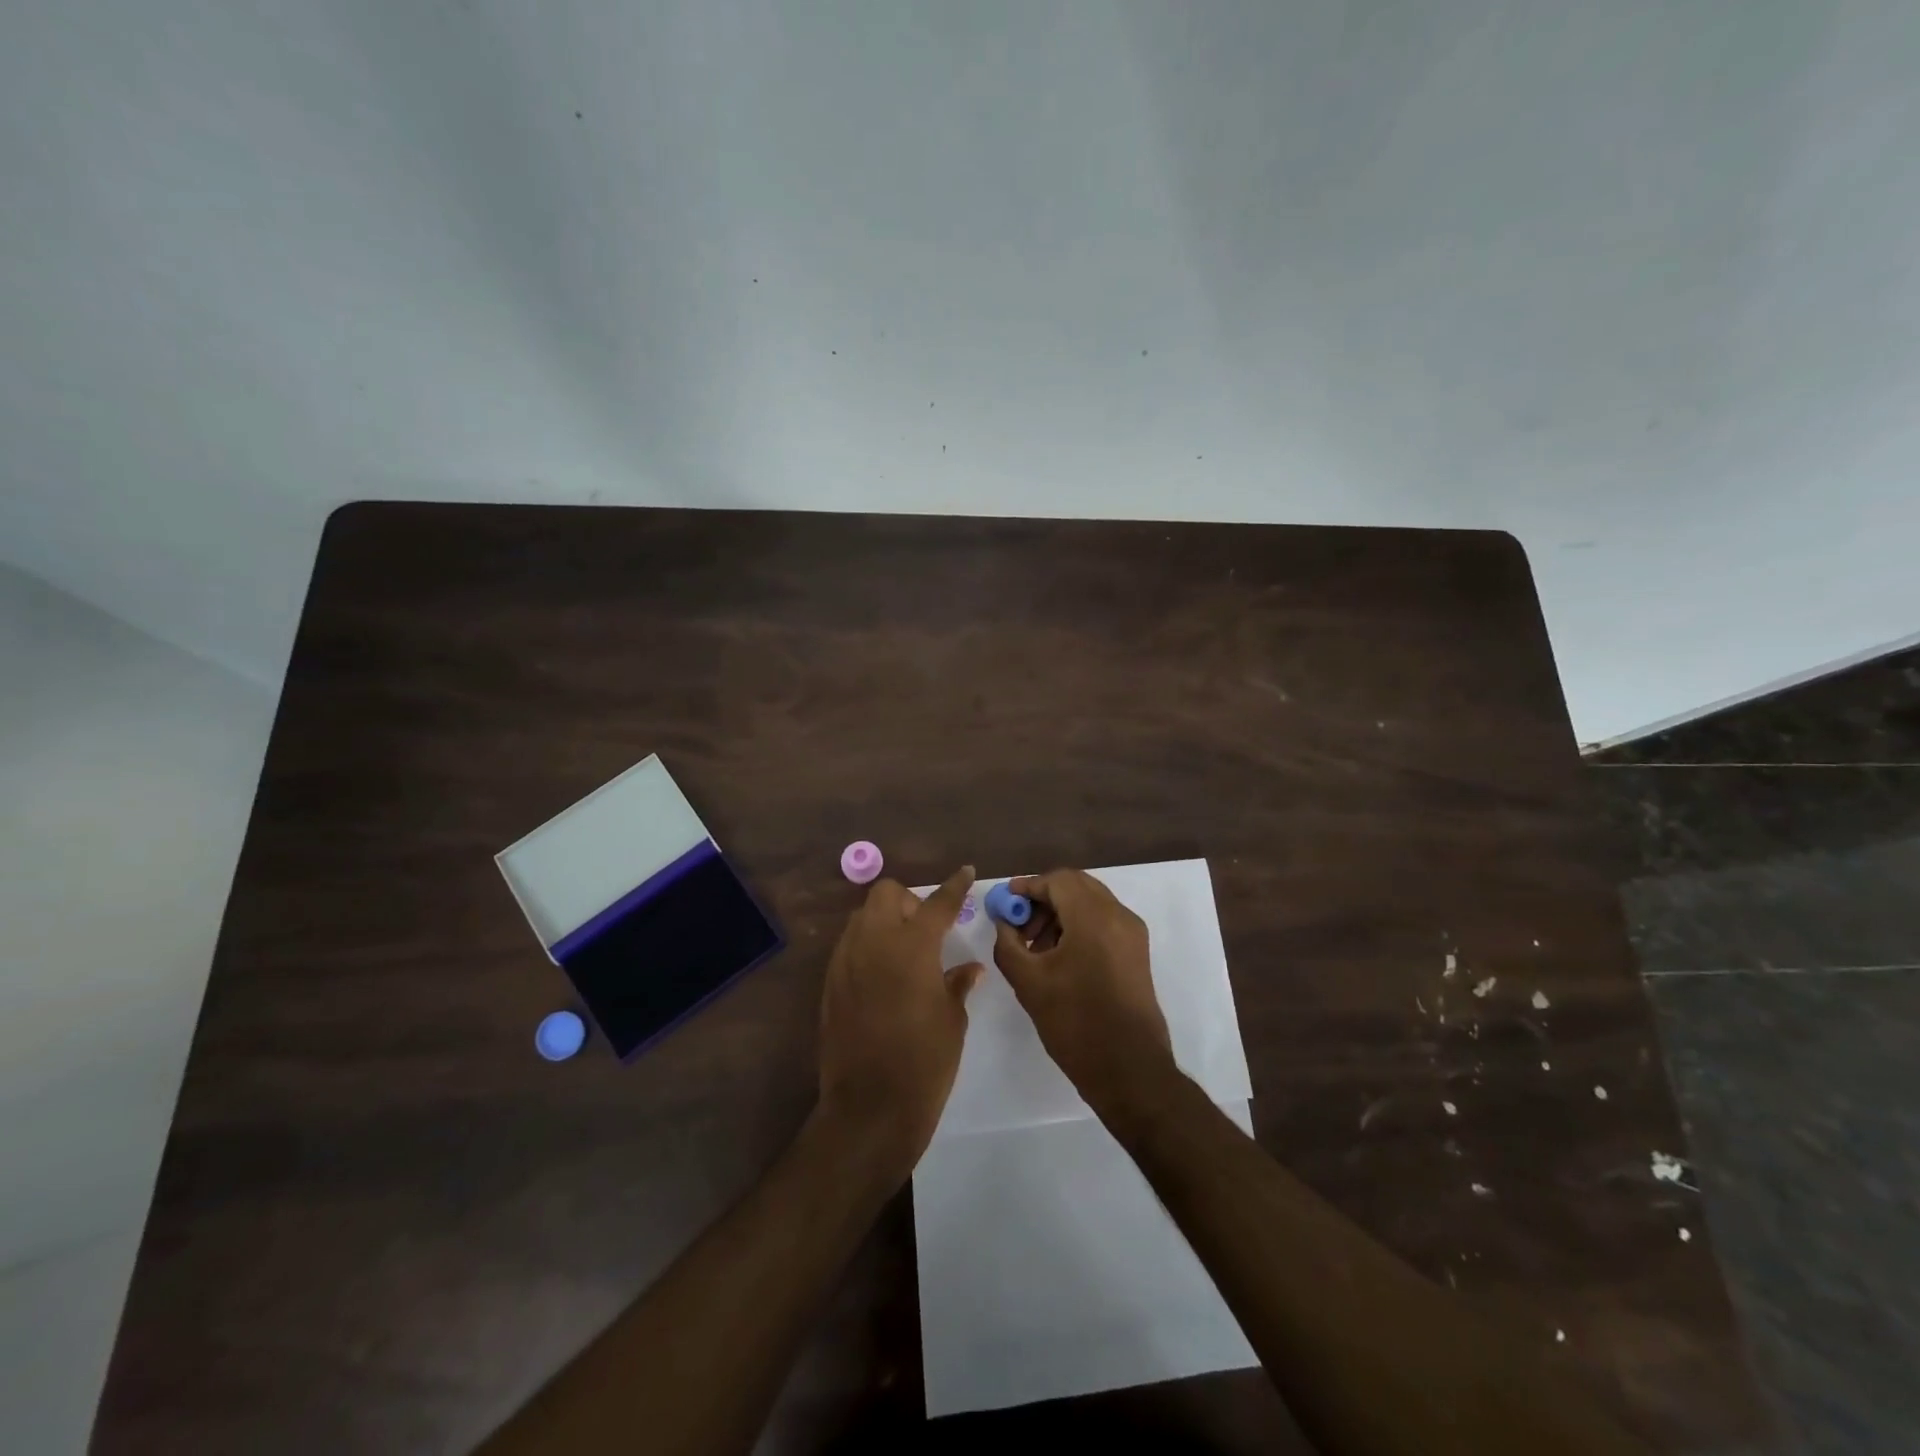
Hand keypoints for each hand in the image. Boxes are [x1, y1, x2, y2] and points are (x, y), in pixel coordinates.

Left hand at [815, 867, 982, 1175]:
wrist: (869, 1108)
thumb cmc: (925, 1062)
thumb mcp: (953, 1020)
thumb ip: (957, 983)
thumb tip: (968, 968)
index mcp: (912, 946)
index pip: (937, 903)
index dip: (954, 886)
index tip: (966, 871)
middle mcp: (874, 942)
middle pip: (885, 894)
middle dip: (907, 901)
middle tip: (927, 929)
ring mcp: (845, 961)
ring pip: (862, 916)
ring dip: (884, 921)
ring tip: (904, 952)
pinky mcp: (830, 983)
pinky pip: (849, 946)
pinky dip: (867, 946)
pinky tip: (883, 977)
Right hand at [992, 869, 1175, 1121]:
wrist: (1129, 1070)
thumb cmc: (1075, 1023)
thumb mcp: (1029, 982)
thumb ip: (1008, 943)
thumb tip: (1004, 922)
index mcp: (1094, 917)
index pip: (1058, 880)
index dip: (1028, 886)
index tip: (1005, 902)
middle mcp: (1119, 916)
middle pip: (1076, 886)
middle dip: (1044, 898)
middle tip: (1019, 923)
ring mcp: (1132, 934)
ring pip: (1091, 903)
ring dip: (1060, 913)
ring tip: (1035, 946)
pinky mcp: (1137, 952)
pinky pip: (1103, 922)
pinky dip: (1078, 926)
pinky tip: (1058, 956)